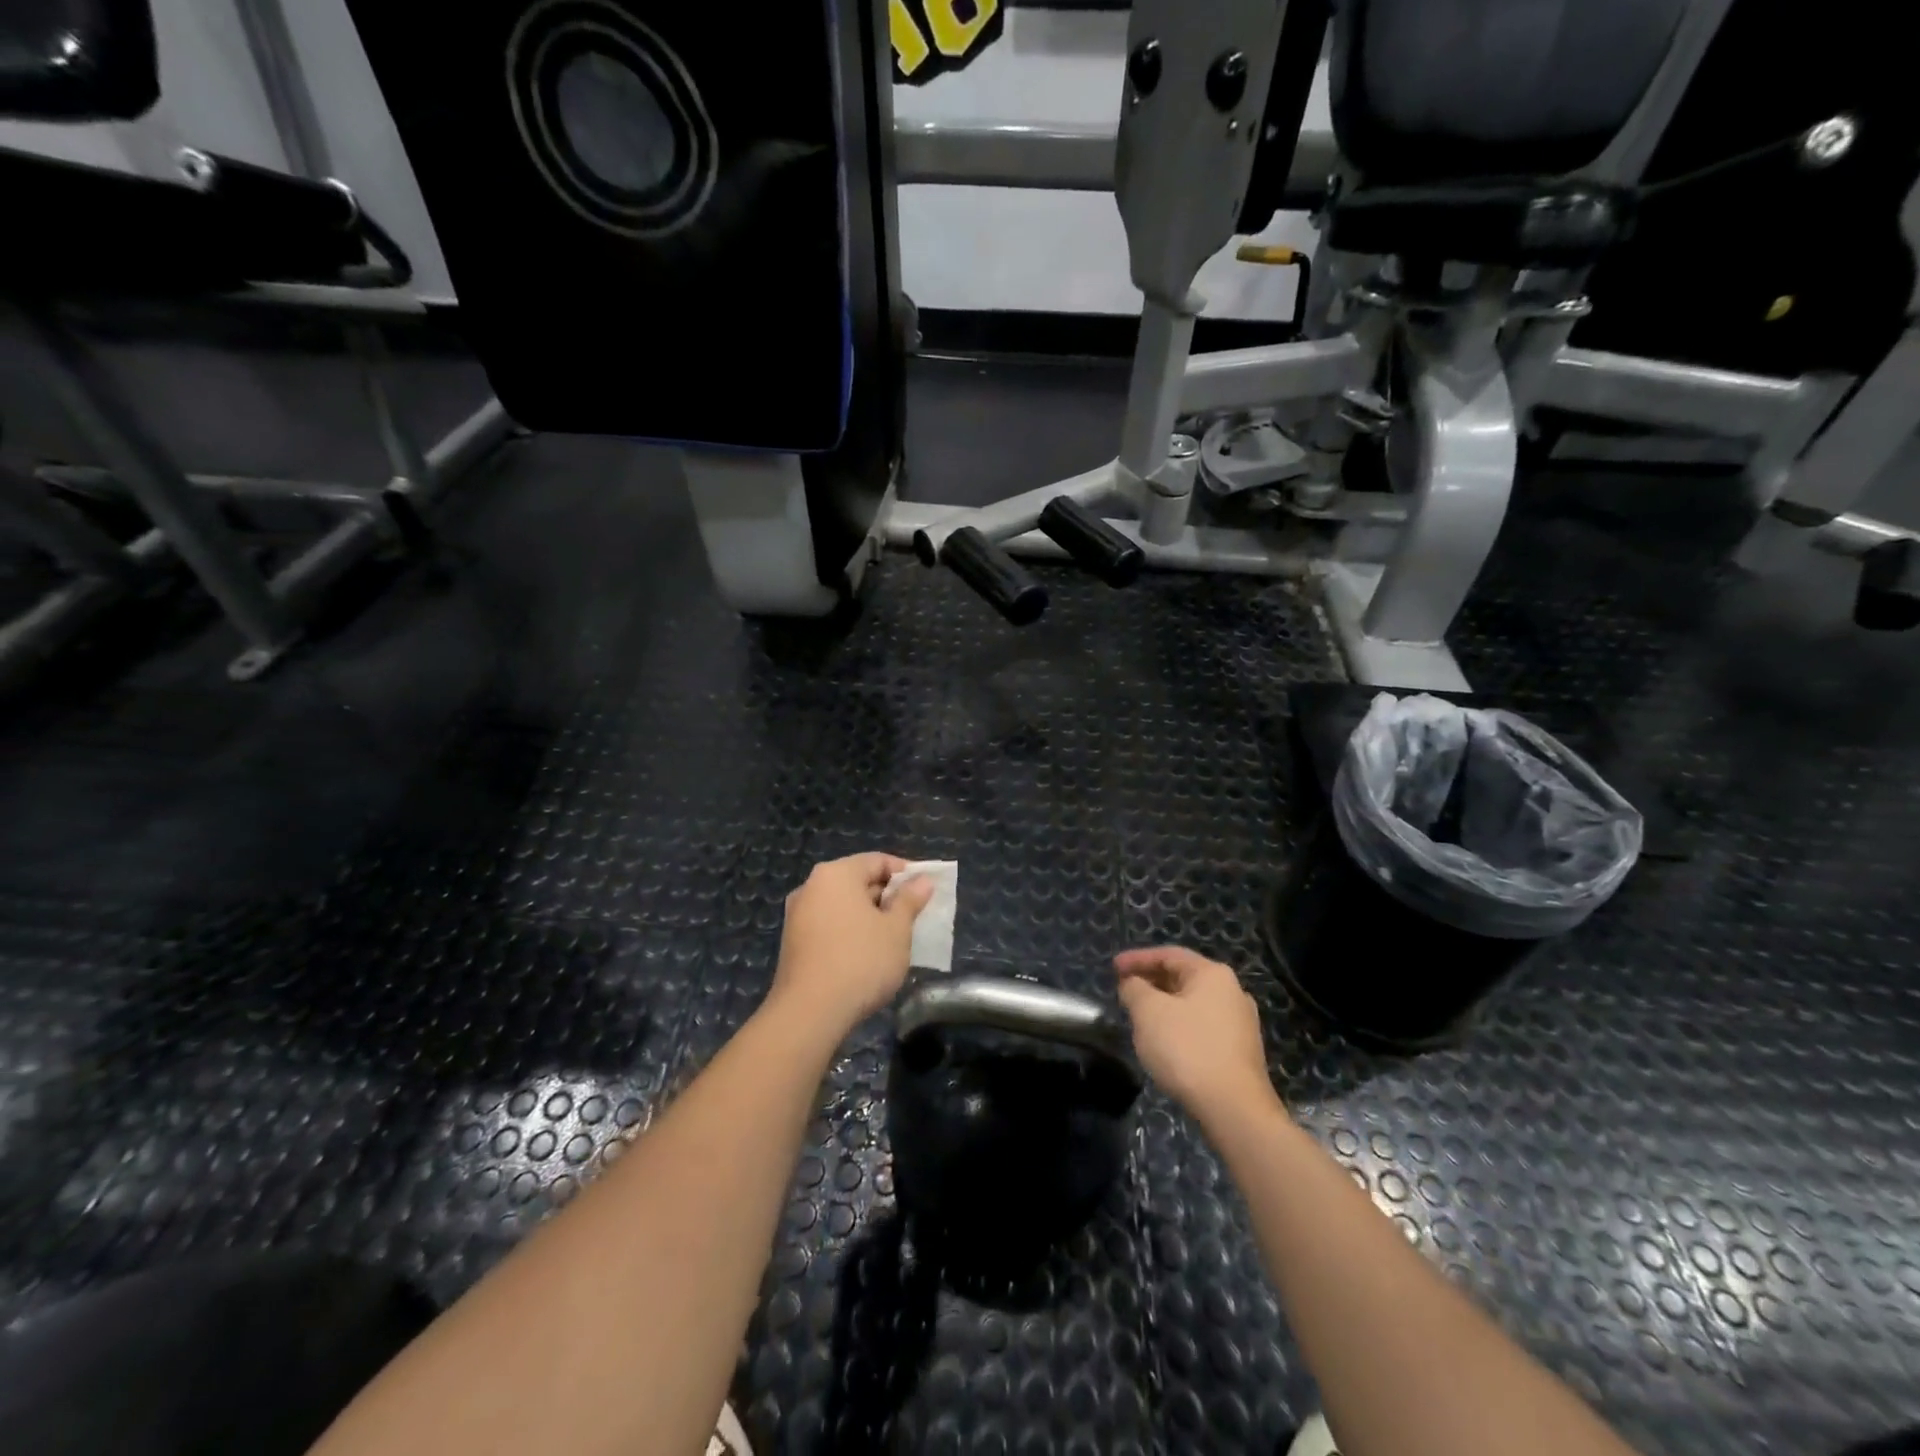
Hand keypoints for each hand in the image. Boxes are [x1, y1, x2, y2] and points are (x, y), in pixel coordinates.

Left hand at [768, 854, 934, 1041]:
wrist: (810, 1012)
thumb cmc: (861, 961)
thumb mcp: (896, 930)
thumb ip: (909, 900)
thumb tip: (922, 880)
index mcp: (836, 874)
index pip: (877, 860)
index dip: (905, 873)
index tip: (925, 891)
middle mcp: (811, 886)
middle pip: (857, 880)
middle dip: (887, 896)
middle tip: (913, 916)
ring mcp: (798, 915)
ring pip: (842, 905)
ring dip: (869, 916)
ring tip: (893, 937)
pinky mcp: (793, 942)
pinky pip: (829, 924)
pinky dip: (850, 931)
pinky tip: (866, 954)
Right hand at [1114, 947, 1275, 1123]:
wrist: (1234, 1109)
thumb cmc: (1187, 1049)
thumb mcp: (1148, 1012)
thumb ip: (1134, 989)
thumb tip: (1132, 984)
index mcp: (1212, 974)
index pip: (1168, 955)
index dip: (1137, 958)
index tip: (1113, 967)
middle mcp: (1232, 992)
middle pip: (1183, 977)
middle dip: (1150, 982)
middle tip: (1124, 990)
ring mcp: (1240, 1024)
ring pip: (1192, 1004)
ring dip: (1164, 1006)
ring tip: (1139, 1017)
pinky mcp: (1240, 1052)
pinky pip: (1202, 1027)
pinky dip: (1179, 1026)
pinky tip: (1164, 1043)